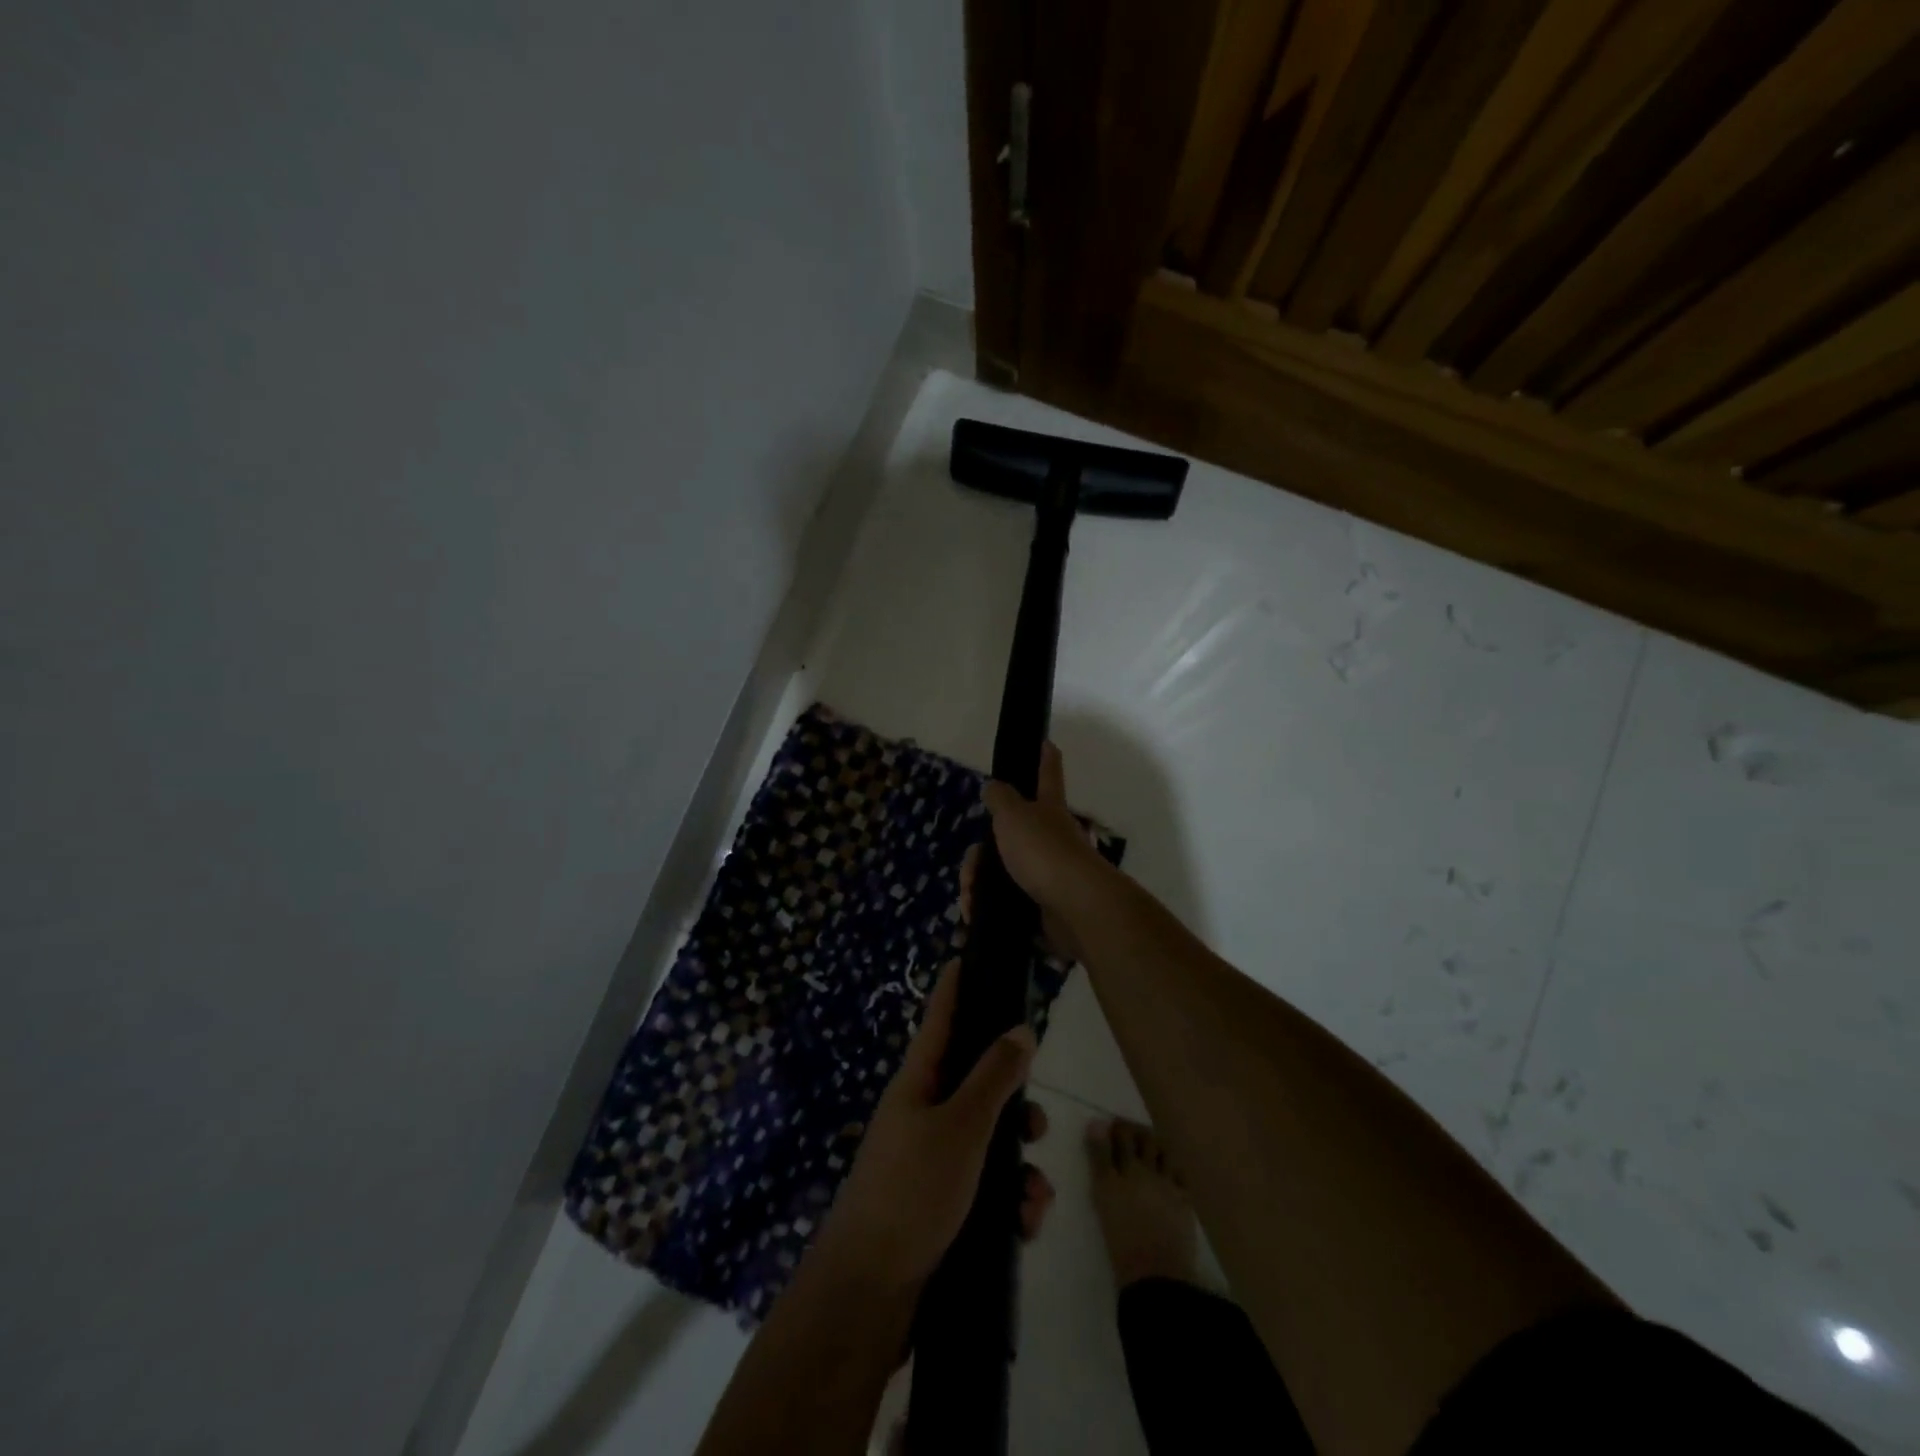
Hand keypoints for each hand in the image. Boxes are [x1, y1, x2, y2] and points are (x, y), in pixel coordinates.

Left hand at [816, 961, 1055, 1293]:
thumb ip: (994, 1077)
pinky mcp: (941, 1204)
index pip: (941, 1018)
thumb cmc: (912, 1191)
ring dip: (1019, 1164)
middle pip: (976, 1083)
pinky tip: (1025, 1224)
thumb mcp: (961, 1127)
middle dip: (1014, 1102)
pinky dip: (1009, 1200)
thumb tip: (1020, 1029)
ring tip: (1036, 1194)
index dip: (956, 987)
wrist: (869, 1293)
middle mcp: (923, 1113)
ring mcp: (930, 1160)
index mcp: (918, 1082)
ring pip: (989, 1140)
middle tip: (1039, 1123)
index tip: (968, 954)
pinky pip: (986, 1186)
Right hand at [961, 742, 1110, 963]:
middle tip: (970, 872)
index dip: (1045, 756)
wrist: (1075, 908)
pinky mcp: (1042, 904)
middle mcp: (1050, 837)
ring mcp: (1048, 871)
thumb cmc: (1043, 851)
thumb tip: (994, 786)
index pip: (1047, 773)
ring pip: (1002, 871)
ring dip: (978, 885)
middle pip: (1009, 835)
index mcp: (1048, 807)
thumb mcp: (1013, 815)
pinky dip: (987, 909)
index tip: (1046, 741)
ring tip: (969, 901)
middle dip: (980, 856)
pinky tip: (974, 916)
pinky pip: (1007, 902)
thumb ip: (1000, 798)